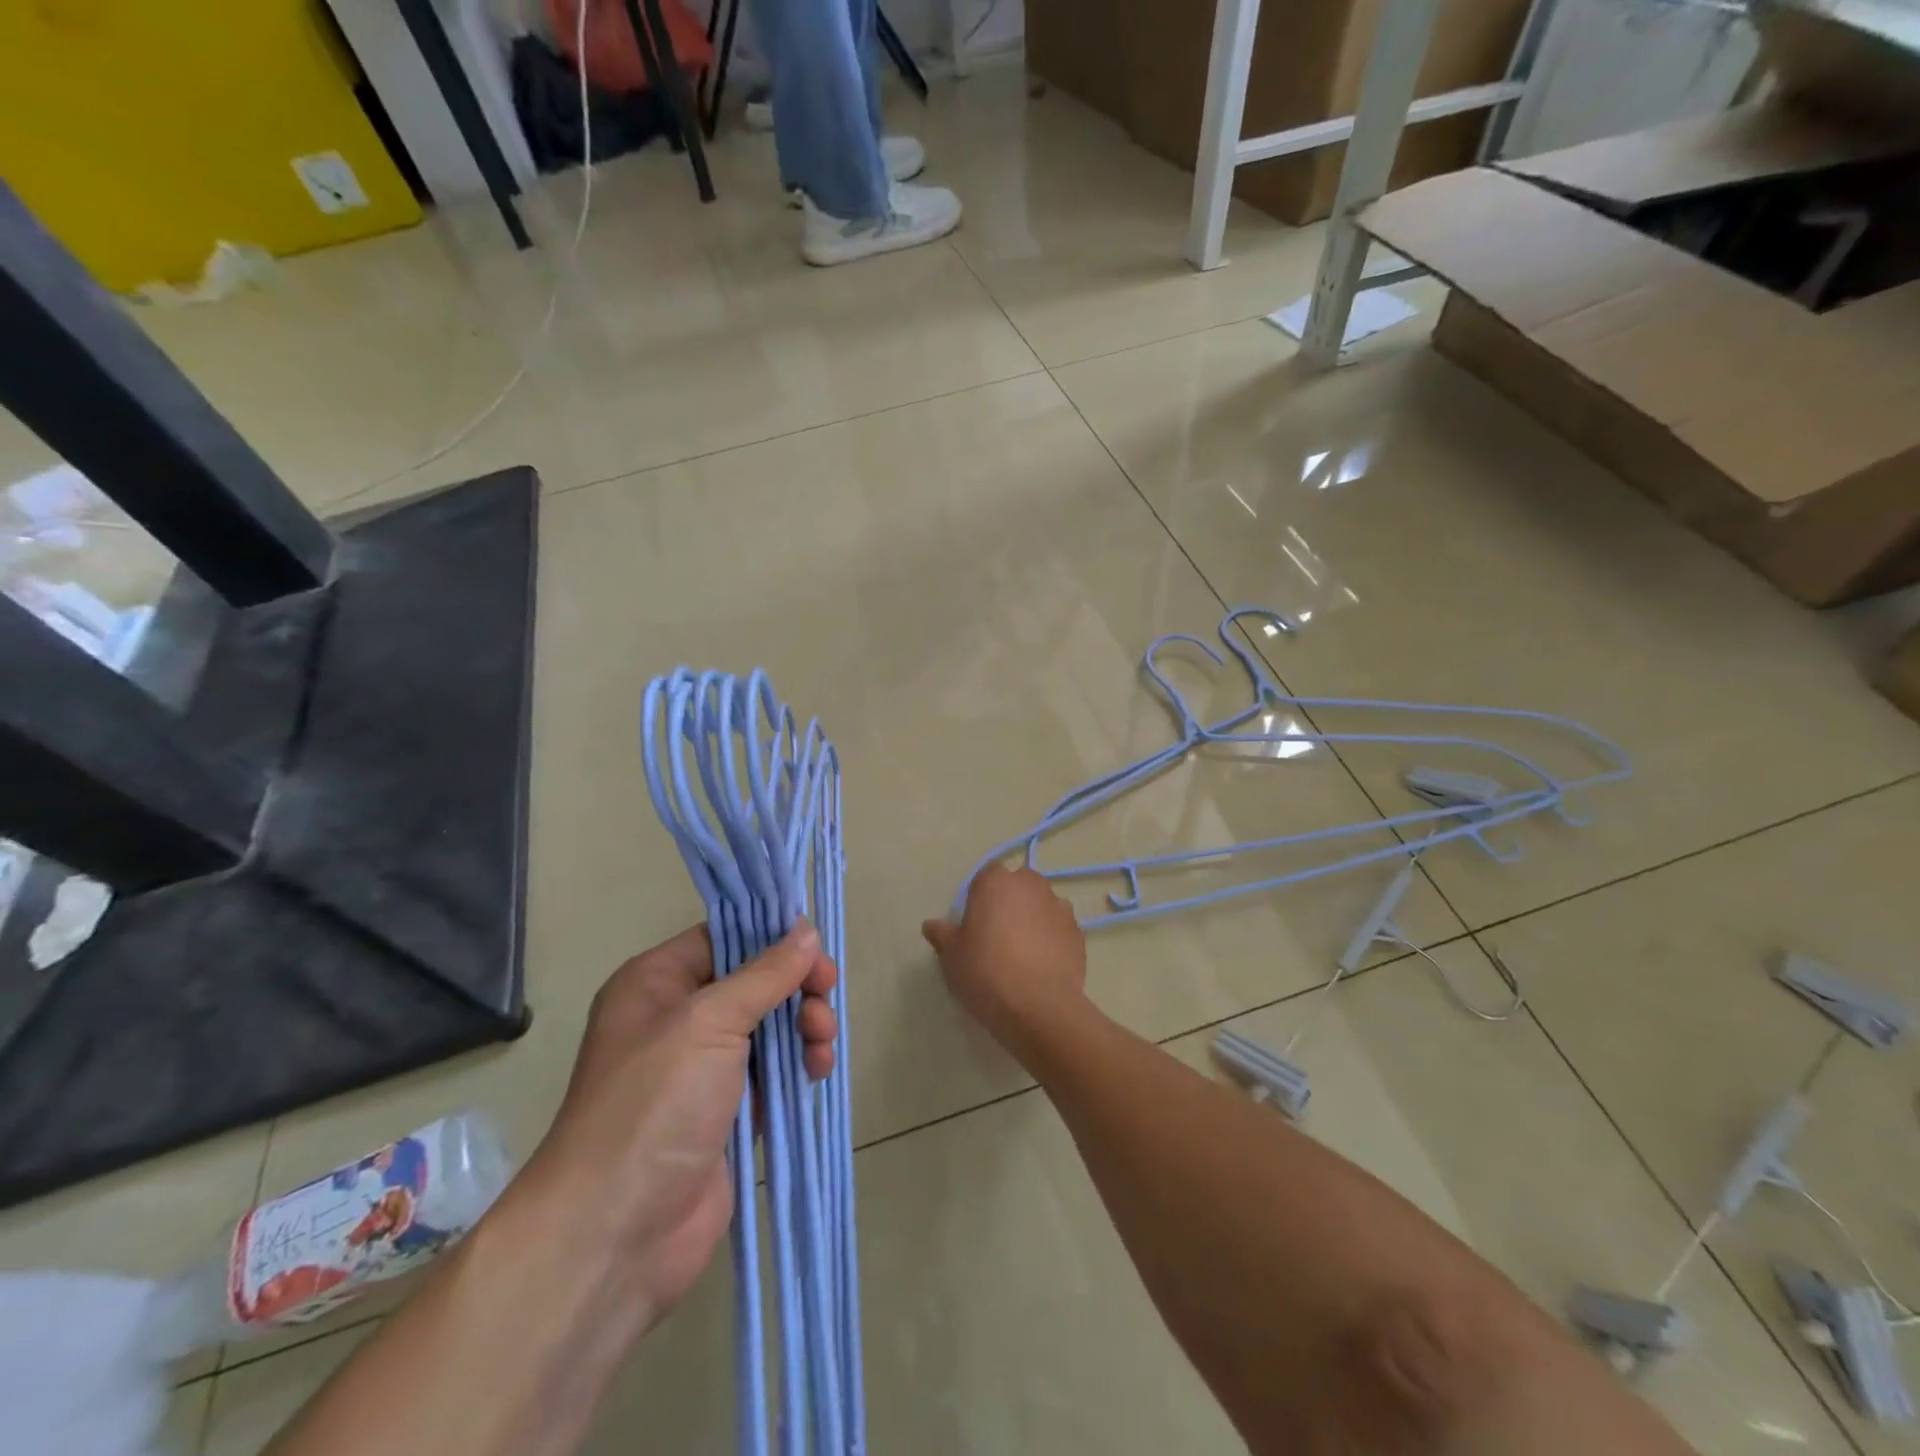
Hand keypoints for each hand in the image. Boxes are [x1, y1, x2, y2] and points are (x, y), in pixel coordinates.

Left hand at [524, 922, 837, 1329]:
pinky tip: (818, 1070)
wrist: (615, 1234)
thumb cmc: (654, 1105)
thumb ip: (765, 974)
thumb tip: (806, 930)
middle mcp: (677, 1018)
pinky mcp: (727, 1112)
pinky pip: (773, 1072)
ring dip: (804, 1025)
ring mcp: (702, 1069)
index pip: (724, 938)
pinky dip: (799, 1064)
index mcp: (656, 983)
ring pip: (769, 1026)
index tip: (817, 949)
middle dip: (795, 986)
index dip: (772, 938)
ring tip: (822, 1042)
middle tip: (826, 995)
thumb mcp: (709, 1022)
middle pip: (753, 981)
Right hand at [923, 864, 1088, 1058]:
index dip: (981, 896)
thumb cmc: (986, 971)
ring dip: (1033, 918)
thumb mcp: (952, 956)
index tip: (975, 922)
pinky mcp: (1078, 932)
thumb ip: (942, 934)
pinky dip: (1052, 938)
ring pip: (1042, 905)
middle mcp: (1031, 885)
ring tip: (1023, 952)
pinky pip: (1059, 928)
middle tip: (998, 935)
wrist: (1038, 1006)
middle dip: (1010, 902)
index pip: (987, 875)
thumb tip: (931, 925)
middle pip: (1018, 885)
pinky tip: (1042, 964)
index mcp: (996, 882)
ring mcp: (1059, 907)